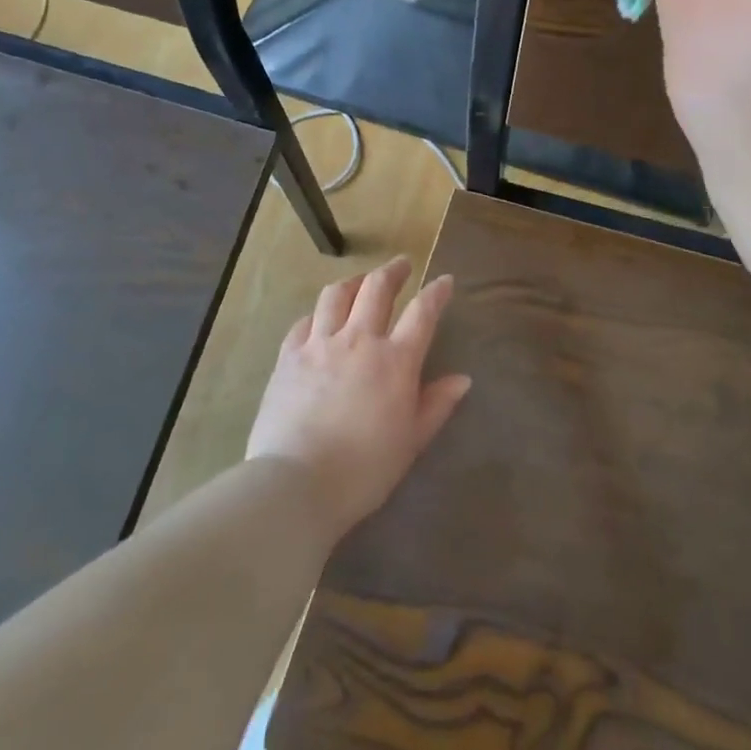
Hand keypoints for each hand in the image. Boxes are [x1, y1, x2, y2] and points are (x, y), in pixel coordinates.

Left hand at [245, 257, 468, 538]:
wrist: (296, 484)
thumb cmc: (364, 469)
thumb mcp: (411, 441)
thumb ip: (436, 405)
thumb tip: (462, 379)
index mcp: (396, 360)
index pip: (423, 312)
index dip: (436, 292)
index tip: (444, 281)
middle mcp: (359, 340)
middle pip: (377, 289)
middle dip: (393, 271)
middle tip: (401, 265)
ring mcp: (320, 345)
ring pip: (337, 295)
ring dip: (353, 282)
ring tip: (360, 281)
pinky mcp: (288, 357)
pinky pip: (304, 322)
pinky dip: (318, 314)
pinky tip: (320, 319)